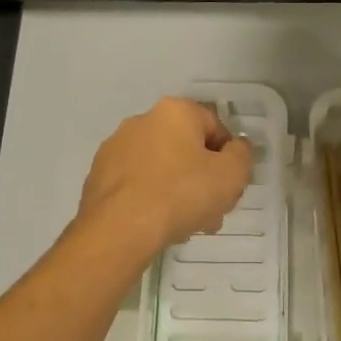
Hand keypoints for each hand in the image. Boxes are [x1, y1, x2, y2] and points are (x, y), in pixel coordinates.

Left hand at [78, 97, 253, 258]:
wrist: (118, 229)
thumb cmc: (181, 194)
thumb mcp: (231, 175)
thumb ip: (242, 155)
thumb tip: (236, 148)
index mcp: (175, 111)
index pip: (215, 127)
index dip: (229, 158)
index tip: (229, 187)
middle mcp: (142, 120)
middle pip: (186, 148)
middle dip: (203, 179)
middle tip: (211, 212)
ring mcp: (116, 148)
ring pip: (161, 168)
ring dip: (178, 191)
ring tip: (185, 225)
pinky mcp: (98, 175)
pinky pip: (137, 183)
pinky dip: (151, 198)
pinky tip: (157, 225)